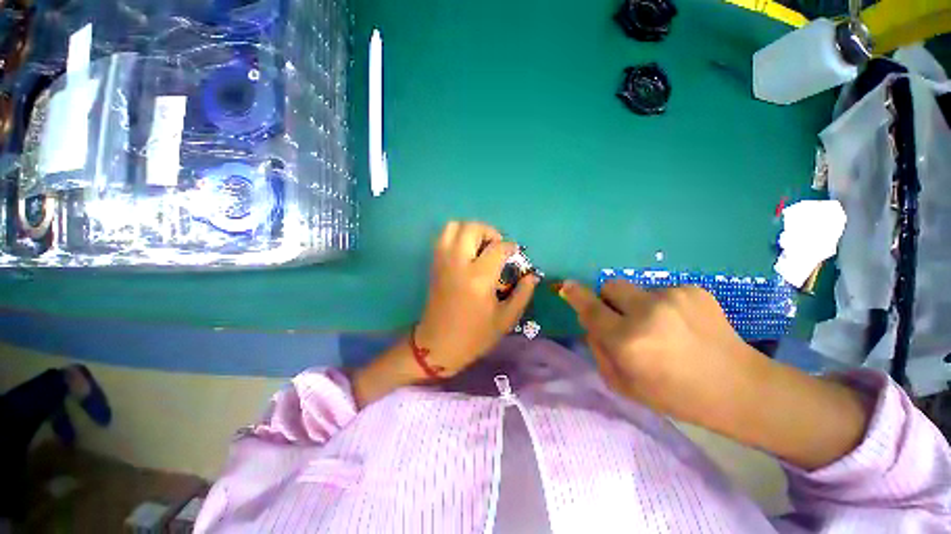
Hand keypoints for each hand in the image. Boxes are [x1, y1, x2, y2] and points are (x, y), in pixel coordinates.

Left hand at [415, 221, 538, 375]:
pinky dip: (456, 236)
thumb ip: (522, 294)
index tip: (515, 254)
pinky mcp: (434, 265)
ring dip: (470, 230)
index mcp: (478, 278)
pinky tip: (467, 252)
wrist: (437, 345)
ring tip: (480, 246)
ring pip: (453, 227)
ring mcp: (443, 262)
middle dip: (489, 231)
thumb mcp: (505, 320)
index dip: (510, 247)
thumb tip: (531, 275)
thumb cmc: (474, 336)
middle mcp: (458, 263)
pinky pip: (443, 238)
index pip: (497, 248)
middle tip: (496, 246)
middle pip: (471, 228)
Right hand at [558, 279, 761, 423]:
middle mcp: (647, 312)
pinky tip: (683, 326)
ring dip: (639, 305)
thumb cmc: (675, 395)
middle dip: (609, 299)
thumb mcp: (623, 384)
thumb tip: (591, 322)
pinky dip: (663, 306)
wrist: (739, 388)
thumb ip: (598, 350)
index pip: (591, 309)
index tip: (567, 285)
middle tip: (624, 319)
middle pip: (611, 286)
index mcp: (628, 340)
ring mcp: (673, 296)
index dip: (576, 295)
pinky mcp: (694, 289)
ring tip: (664, 329)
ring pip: (637, 290)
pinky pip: (661, 291)